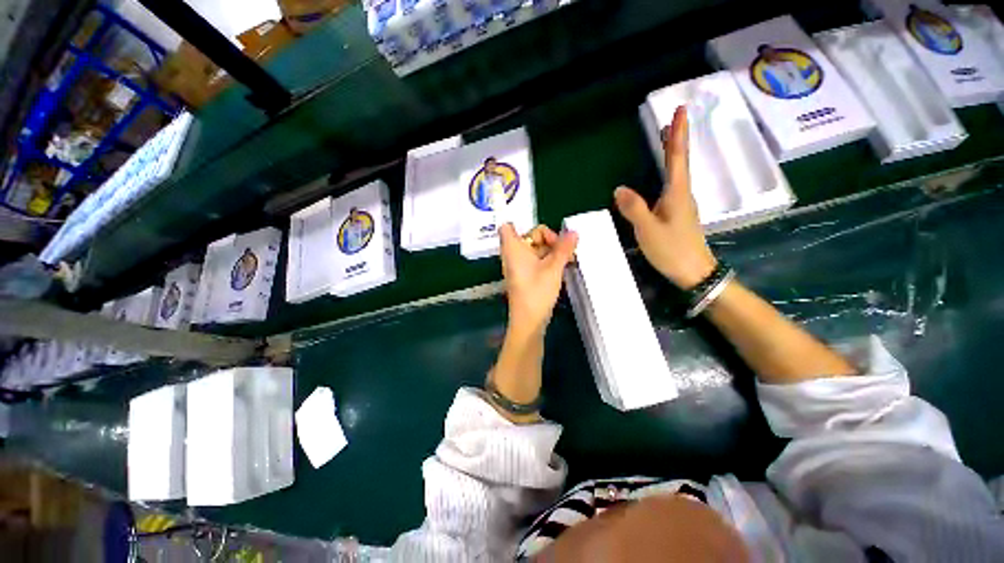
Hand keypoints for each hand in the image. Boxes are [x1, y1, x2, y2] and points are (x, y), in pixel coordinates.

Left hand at [499, 223, 577, 337]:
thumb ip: (564, 248)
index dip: (524, 224)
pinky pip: (535, 261)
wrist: (529, 320)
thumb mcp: (554, 267)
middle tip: (564, 249)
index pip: (508, 225)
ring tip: (568, 260)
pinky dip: (547, 261)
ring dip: (551, 251)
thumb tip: (574, 232)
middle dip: (548, 239)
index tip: (545, 232)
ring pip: (534, 249)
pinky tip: (562, 268)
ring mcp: (518, 266)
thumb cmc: (537, 291)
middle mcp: (512, 254)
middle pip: (528, 236)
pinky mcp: (524, 276)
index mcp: (513, 247)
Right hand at [615, 106, 716, 289]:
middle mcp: (682, 194)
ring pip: (677, 173)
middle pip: (680, 161)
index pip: (678, 158)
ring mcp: (681, 205)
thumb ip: (634, 209)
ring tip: (666, 139)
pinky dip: (668, 172)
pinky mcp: (678, 214)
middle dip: (676, 139)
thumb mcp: (648, 230)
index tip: (681, 110)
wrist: (694, 271)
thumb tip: (619, 189)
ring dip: (673, 154)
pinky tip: (662, 176)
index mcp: (677, 193)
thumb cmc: (672, 250)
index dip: (678, 134)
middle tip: (673, 119)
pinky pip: (672, 186)